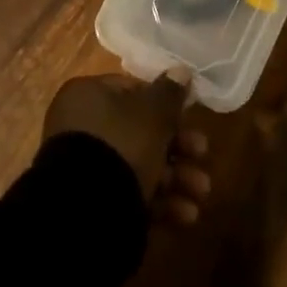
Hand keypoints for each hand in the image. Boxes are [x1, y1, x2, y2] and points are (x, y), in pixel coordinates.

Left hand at [44, 74, 210, 222]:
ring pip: (139, 166)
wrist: (87, 211)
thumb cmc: (122, 144)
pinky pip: (130, 195)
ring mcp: (85, 168)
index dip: (166, 103)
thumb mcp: (153, 113)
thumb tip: (181, 70)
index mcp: (89, 95)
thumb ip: (170, 93)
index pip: (133, 90)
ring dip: (176, 179)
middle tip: (203, 155)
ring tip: (201, 193)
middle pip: (140, 131)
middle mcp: (82, 126)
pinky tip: (186, 215)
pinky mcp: (93, 204)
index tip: (191, 117)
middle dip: (178, 147)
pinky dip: (159, 203)